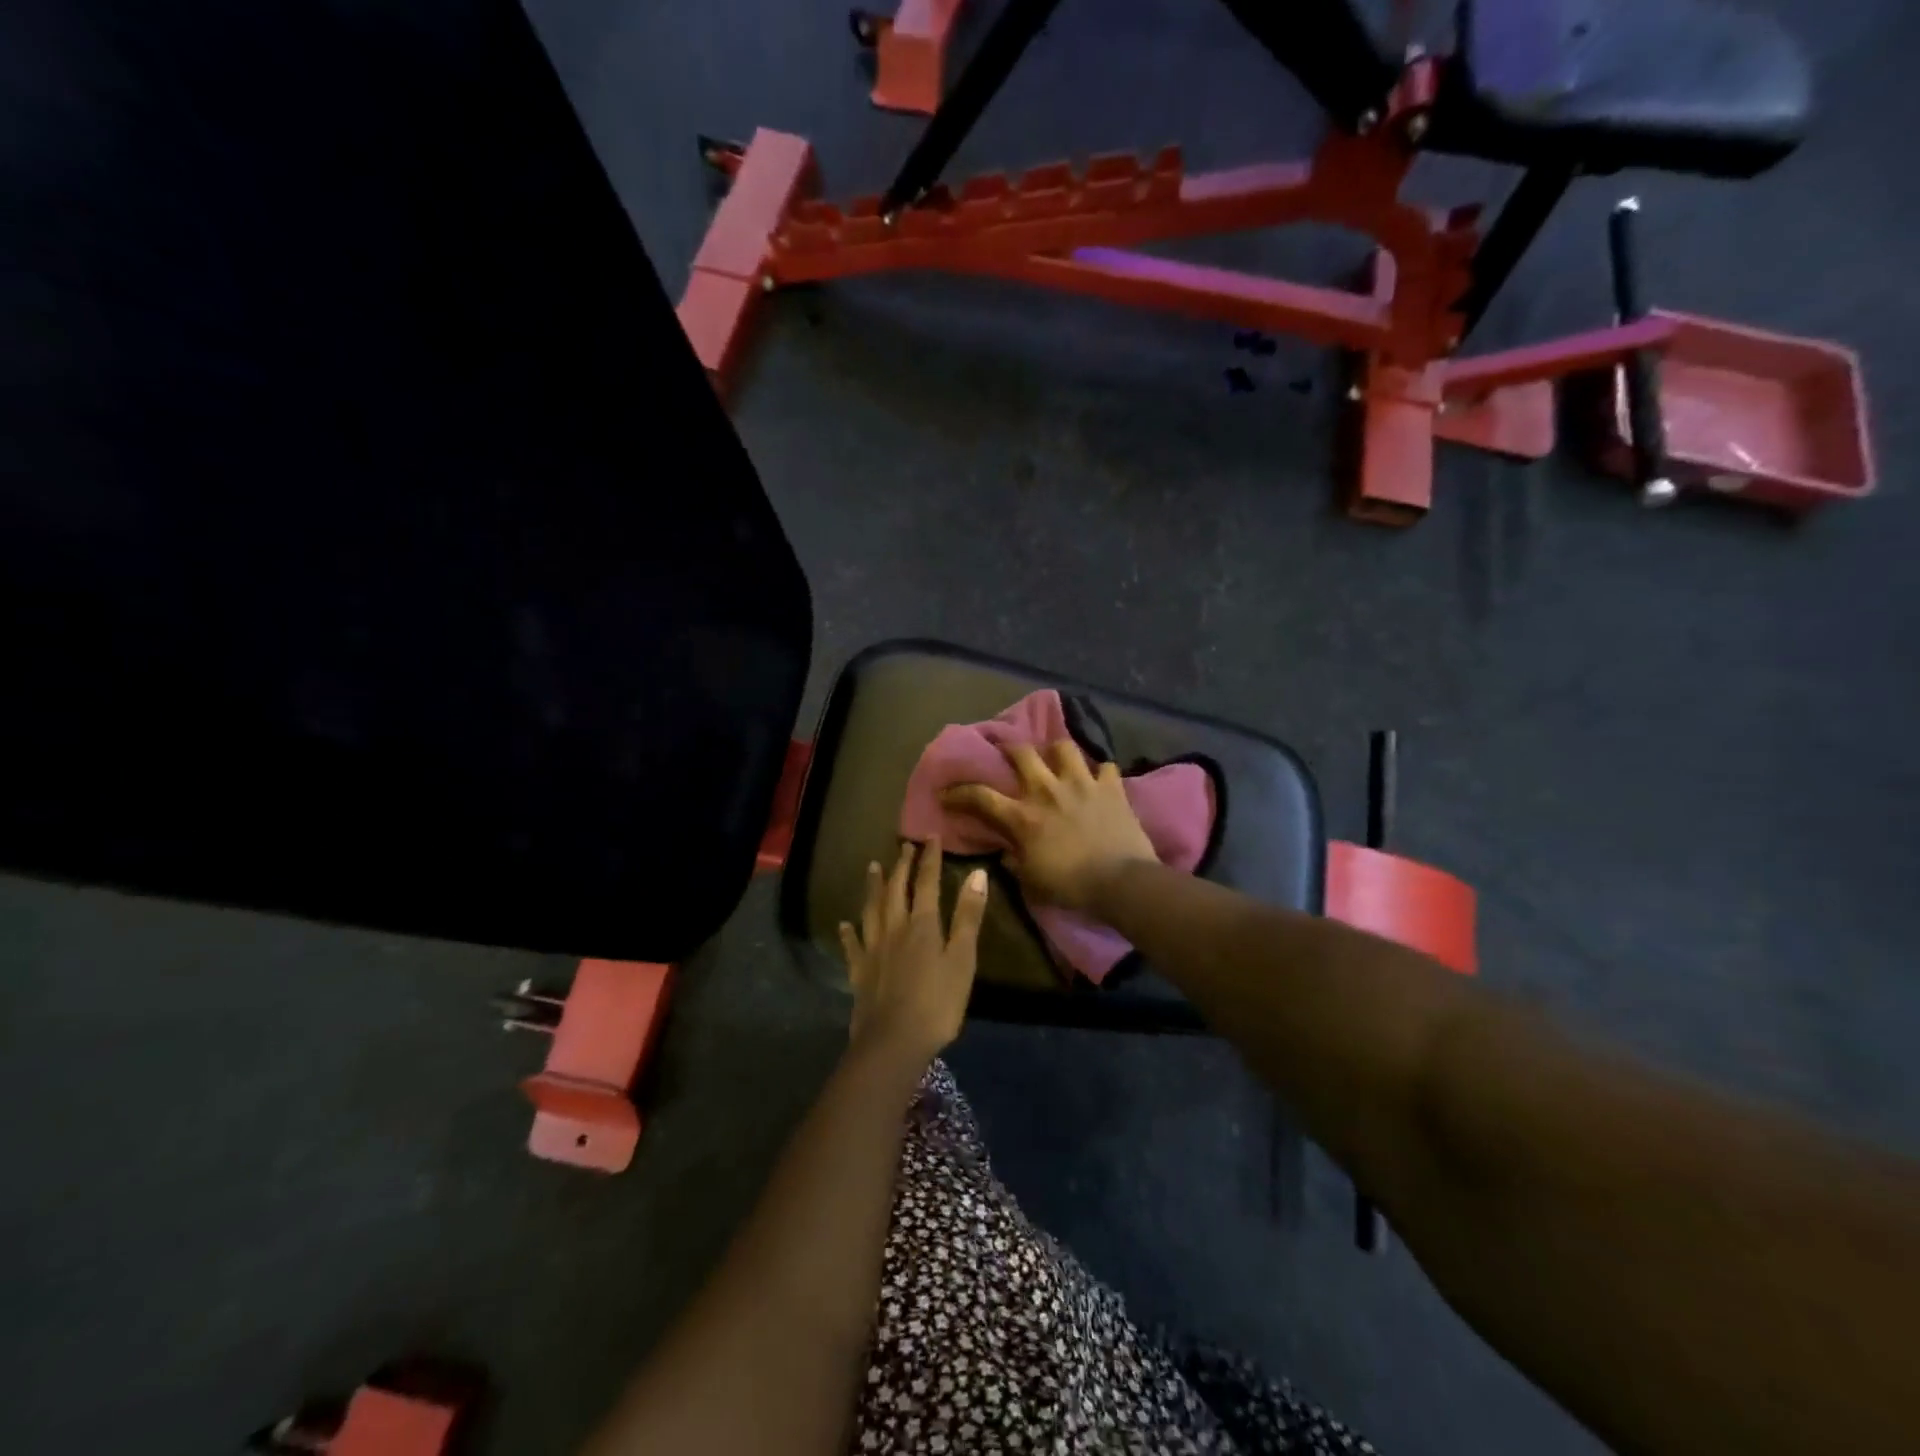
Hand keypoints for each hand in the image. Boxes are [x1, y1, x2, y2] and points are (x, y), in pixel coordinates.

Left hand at [839, 837, 988, 1068]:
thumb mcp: (962, 959)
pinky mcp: (860, 972)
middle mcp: (894, 929)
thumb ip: (968, 916)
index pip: (926, 883)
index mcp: (922, 925)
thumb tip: (977, 873)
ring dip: (873, 887)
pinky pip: (853, 946)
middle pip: (896, 891)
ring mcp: (873, 950)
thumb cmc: (937, 1002)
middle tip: (904, 846)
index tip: (931, 837)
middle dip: (902, 866)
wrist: (893, 1042)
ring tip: (872, 868)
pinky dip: (849, 933)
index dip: (929, 859)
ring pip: (871, 910)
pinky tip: (845, 924)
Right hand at [941, 741, 1157, 911]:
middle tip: (1009, 754)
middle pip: (1022, 753)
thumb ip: (1014, 863)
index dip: (959, 792)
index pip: (980, 796)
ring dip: (1057, 752)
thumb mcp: (1031, 882)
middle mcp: (1047, 791)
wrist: (1121, 882)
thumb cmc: (1071, 886)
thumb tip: (1005, 854)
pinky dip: (1100, 772)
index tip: (946, 793)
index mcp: (1023, 817)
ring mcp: (1081, 784)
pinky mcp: (1111, 787)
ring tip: (1057, 760)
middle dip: (1010, 749)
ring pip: (1064, 747)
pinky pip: (1105, 766)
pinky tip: (1099, 780)